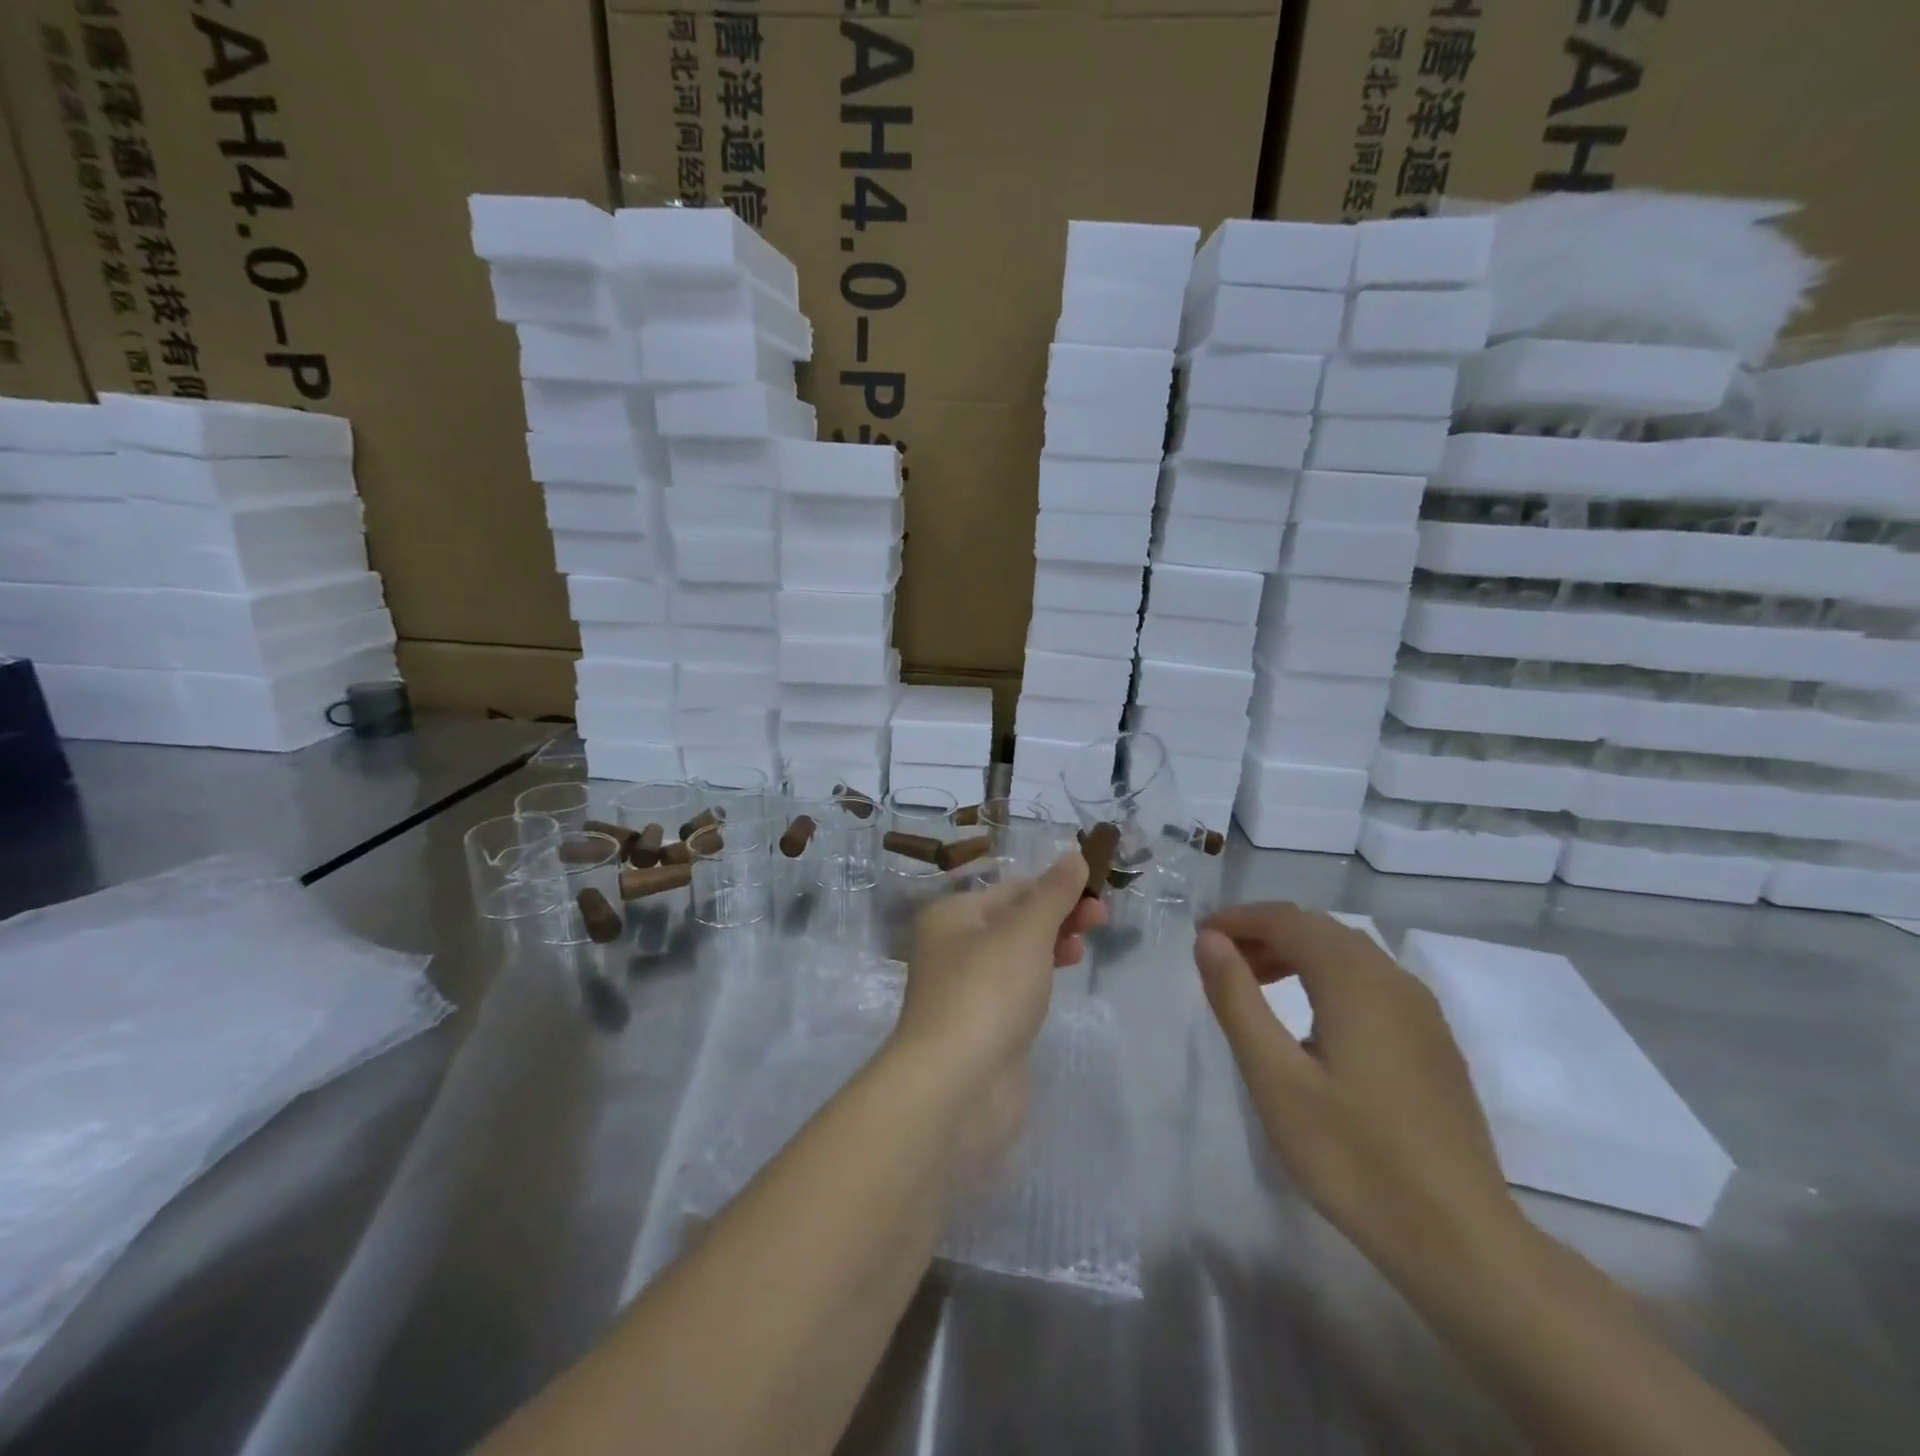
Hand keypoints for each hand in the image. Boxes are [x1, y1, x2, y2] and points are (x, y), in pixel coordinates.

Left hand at [891, 854, 1104, 1150]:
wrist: (955, 1087)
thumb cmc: (988, 991)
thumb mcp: (1025, 931)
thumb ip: (1053, 894)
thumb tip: (1074, 857)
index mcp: (952, 915)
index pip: (1011, 889)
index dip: (1056, 886)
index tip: (1098, 893)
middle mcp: (951, 947)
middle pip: (1013, 920)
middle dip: (1058, 916)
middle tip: (1102, 920)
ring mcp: (965, 990)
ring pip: (1016, 955)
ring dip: (1052, 945)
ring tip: (1083, 950)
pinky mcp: (980, 1027)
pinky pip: (1014, 990)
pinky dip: (1039, 979)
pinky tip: (1058, 981)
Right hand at [1194, 903, 1521, 1277]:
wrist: (1461, 1241)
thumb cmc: (1353, 1155)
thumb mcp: (1275, 1078)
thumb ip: (1237, 999)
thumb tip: (1209, 939)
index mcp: (1354, 980)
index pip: (1287, 920)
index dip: (1239, 919)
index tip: (1199, 936)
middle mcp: (1393, 980)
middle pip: (1319, 930)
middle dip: (1265, 933)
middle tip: (1221, 961)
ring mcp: (1422, 1012)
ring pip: (1348, 954)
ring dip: (1296, 954)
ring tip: (1255, 985)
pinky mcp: (1434, 1043)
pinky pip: (1371, 983)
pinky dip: (1328, 978)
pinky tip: (1311, 1021)